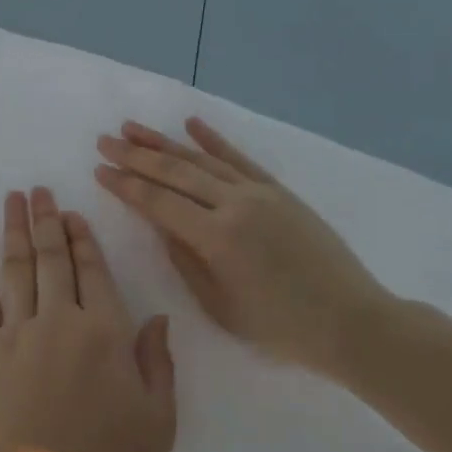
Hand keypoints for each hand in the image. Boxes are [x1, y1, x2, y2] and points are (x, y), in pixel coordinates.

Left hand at [0, 188, 176, 451]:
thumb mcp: (158, 421)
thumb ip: (158, 363)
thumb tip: (159, 316)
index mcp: (105, 332)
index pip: (94, 271)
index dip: (82, 238)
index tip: (72, 212)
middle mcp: (61, 319)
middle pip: (54, 258)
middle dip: (48, 220)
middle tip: (39, 190)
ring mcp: (18, 330)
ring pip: (19, 266)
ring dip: (16, 228)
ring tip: (14, 198)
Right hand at [95, 117, 394, 380]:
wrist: (352, 322)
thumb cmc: (280, 327)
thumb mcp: (219, 305)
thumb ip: (184, 259)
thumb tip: (159, 223)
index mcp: (216, 238)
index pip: (158, 202)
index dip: (126, 185)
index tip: (99, 169)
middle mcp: (234, 205)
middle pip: (175, 172)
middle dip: (135, 155)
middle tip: (105, 140)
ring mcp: (259, 193)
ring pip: (202, 159)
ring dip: (164, 142)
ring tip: (132, 128)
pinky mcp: (279, 191)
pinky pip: (239, 159)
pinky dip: (213, 140)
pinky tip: (191, 124)